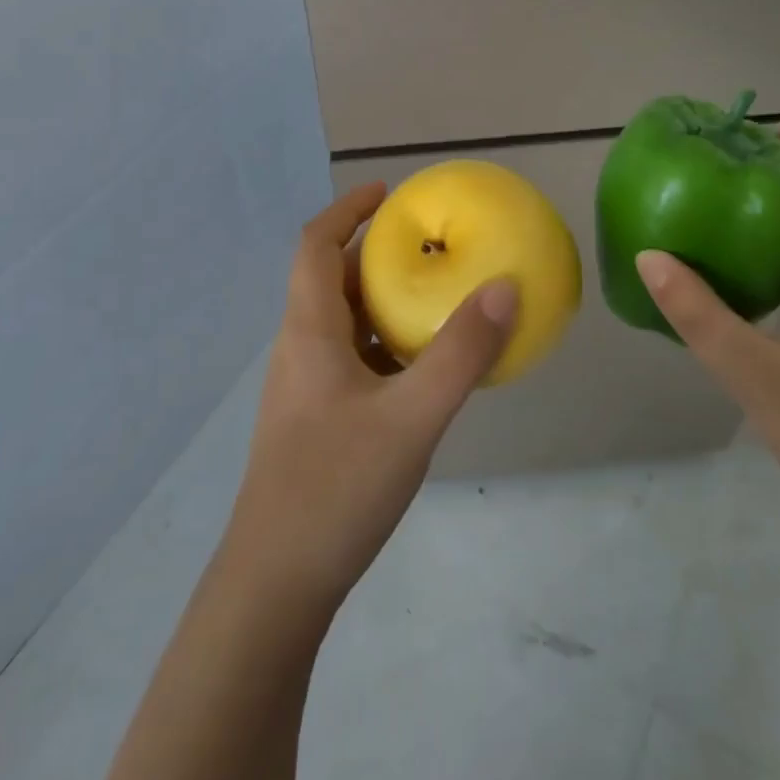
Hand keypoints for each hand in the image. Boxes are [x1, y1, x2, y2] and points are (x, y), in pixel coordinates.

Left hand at [225, 182, 517, 612]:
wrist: (275, 587)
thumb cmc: (335, 488)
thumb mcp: (411, 418)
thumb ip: (460, 354)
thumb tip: (504, 288)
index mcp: (309, 331)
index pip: (314, 244)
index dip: (346, 209)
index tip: (388, 192)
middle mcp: (300, 349)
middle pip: (330, 279)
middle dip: (374, 253)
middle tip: (428, 245)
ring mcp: (305, 388)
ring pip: (342, 322)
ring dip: (381, 300)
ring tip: (434, 298)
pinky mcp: (315, 421)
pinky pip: (351, 360)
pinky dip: (384, 344)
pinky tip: (421, 370)